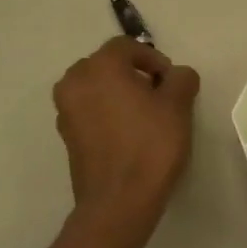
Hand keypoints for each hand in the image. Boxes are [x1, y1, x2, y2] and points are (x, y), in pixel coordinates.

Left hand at [53, 38, 200, 220]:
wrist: (120, 201)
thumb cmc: (151, 145)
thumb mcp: (178, 105)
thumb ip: (181, 79)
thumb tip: (177, 75)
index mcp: (99, 67)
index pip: (126, 46)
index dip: (154, 59)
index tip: (172, 82)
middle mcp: (75, 82)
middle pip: (107, 65)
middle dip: (134, 75)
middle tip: (160, 96)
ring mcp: (66, 111)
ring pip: (96, 89)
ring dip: (120, 94)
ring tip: (146, 117)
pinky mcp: (67, 137)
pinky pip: (90, 112)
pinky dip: (108, 114)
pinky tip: (130, 135)